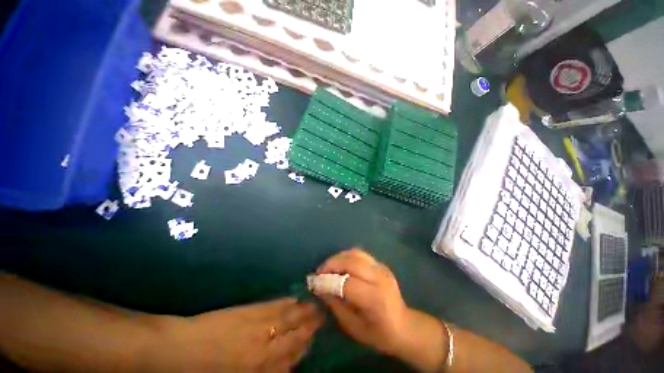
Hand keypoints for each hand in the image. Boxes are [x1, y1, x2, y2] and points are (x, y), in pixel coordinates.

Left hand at [153, 298, 323, 371]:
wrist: (182, 349)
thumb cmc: (207, 372)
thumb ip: (263, 371)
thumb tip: (284, 364)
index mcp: (261, 368)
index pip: (291, 357)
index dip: (305, 345)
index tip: (315, 336)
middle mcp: (266, 348)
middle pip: (295, 336)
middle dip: (309, 327)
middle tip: (321, 316)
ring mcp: (259, 326)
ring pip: (288, 318)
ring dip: (302, 312)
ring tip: (313, 306)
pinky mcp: (251, 311)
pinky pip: (274, 306)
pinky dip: (286, 302)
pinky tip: (294, 298)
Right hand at [314, 249, 448, 371]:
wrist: (404, 325)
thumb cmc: (378, 333)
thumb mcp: (353, 327)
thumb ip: (335, 304)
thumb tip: (320, 287)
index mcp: (375, 299)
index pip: (347, 283)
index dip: (328, 281)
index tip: (314, 281)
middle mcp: (380, 279)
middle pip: (351, 262)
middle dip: (332, 264)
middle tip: (320, 272)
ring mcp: (382, 268)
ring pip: (355, 253)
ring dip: (338, 257)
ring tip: (328, 267)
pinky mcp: (381, 264)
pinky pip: (360, 254)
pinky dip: (347, 256)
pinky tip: (341, 264)